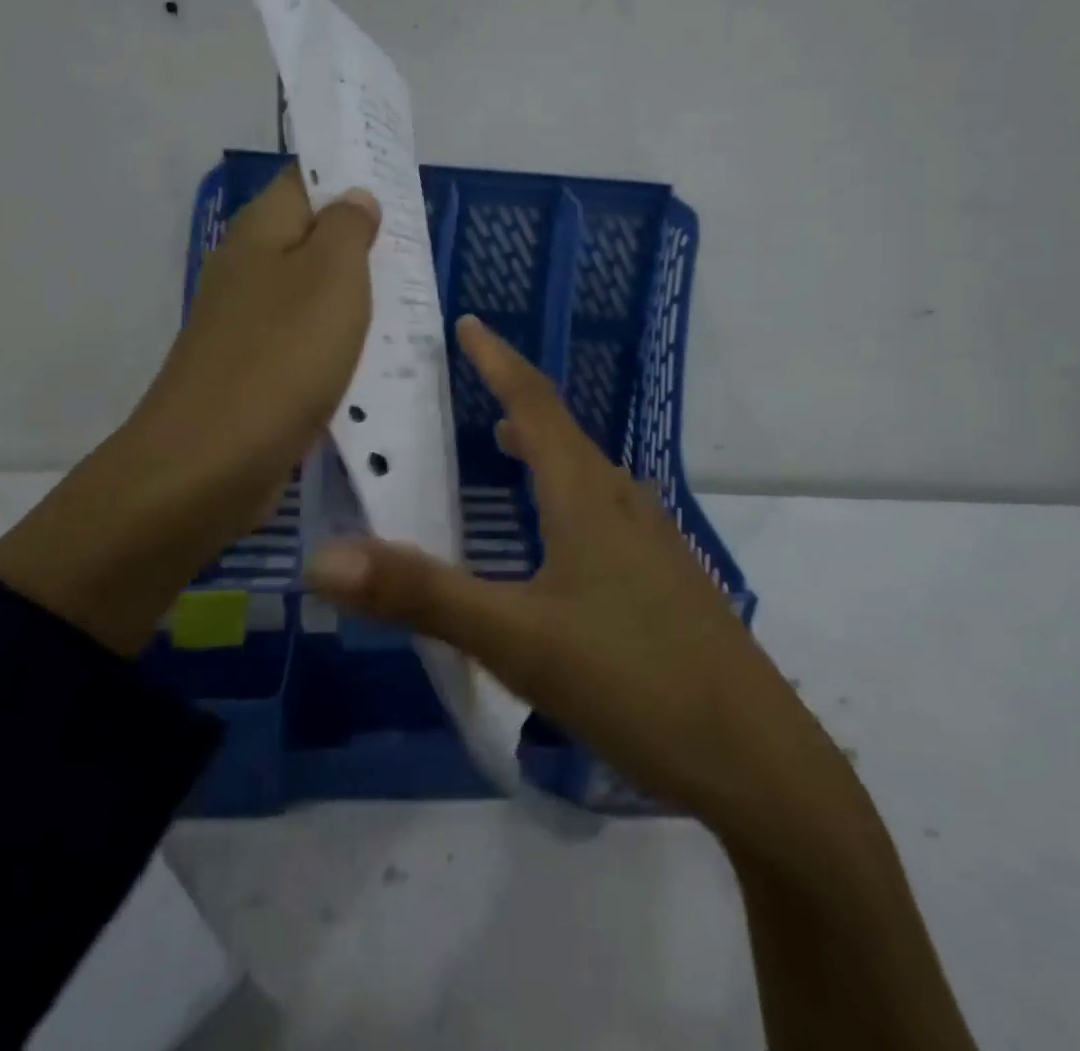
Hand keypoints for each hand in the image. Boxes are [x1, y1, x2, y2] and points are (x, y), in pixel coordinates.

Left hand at [0, 167, 378, 653]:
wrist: (212, 462)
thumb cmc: (281, 357)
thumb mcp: (331, 278)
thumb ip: (348, 229)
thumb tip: (355, 197)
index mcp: (261, 233)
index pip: (306, 180)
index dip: (351, 177)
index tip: (400, 188)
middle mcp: (248, 270)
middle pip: (312, 239)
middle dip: (363, 243)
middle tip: (417, 250)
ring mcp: (248, 325)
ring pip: (313, 295)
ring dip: (356, 298)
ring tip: (411, 301)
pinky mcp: (257, 372)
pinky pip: (308, 343)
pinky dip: (341, 344)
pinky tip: (377, 357)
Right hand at [305, 315, 835, 829]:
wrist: (756, 757)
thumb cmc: (633, 682)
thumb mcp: (517, 640)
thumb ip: (422, 597)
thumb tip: (324, 559)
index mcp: (586, 498)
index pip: (534, 404)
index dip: (499, 360)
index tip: (470, 323)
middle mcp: (624, 505)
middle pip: (564, 434)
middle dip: (517, 402)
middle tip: (475, 385)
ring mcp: (655, 543)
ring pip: (589, 476)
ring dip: (546, 449)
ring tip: (509, 447)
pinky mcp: (669, 581)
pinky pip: (607, 513)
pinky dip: (569, 496)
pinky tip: (563, 538)